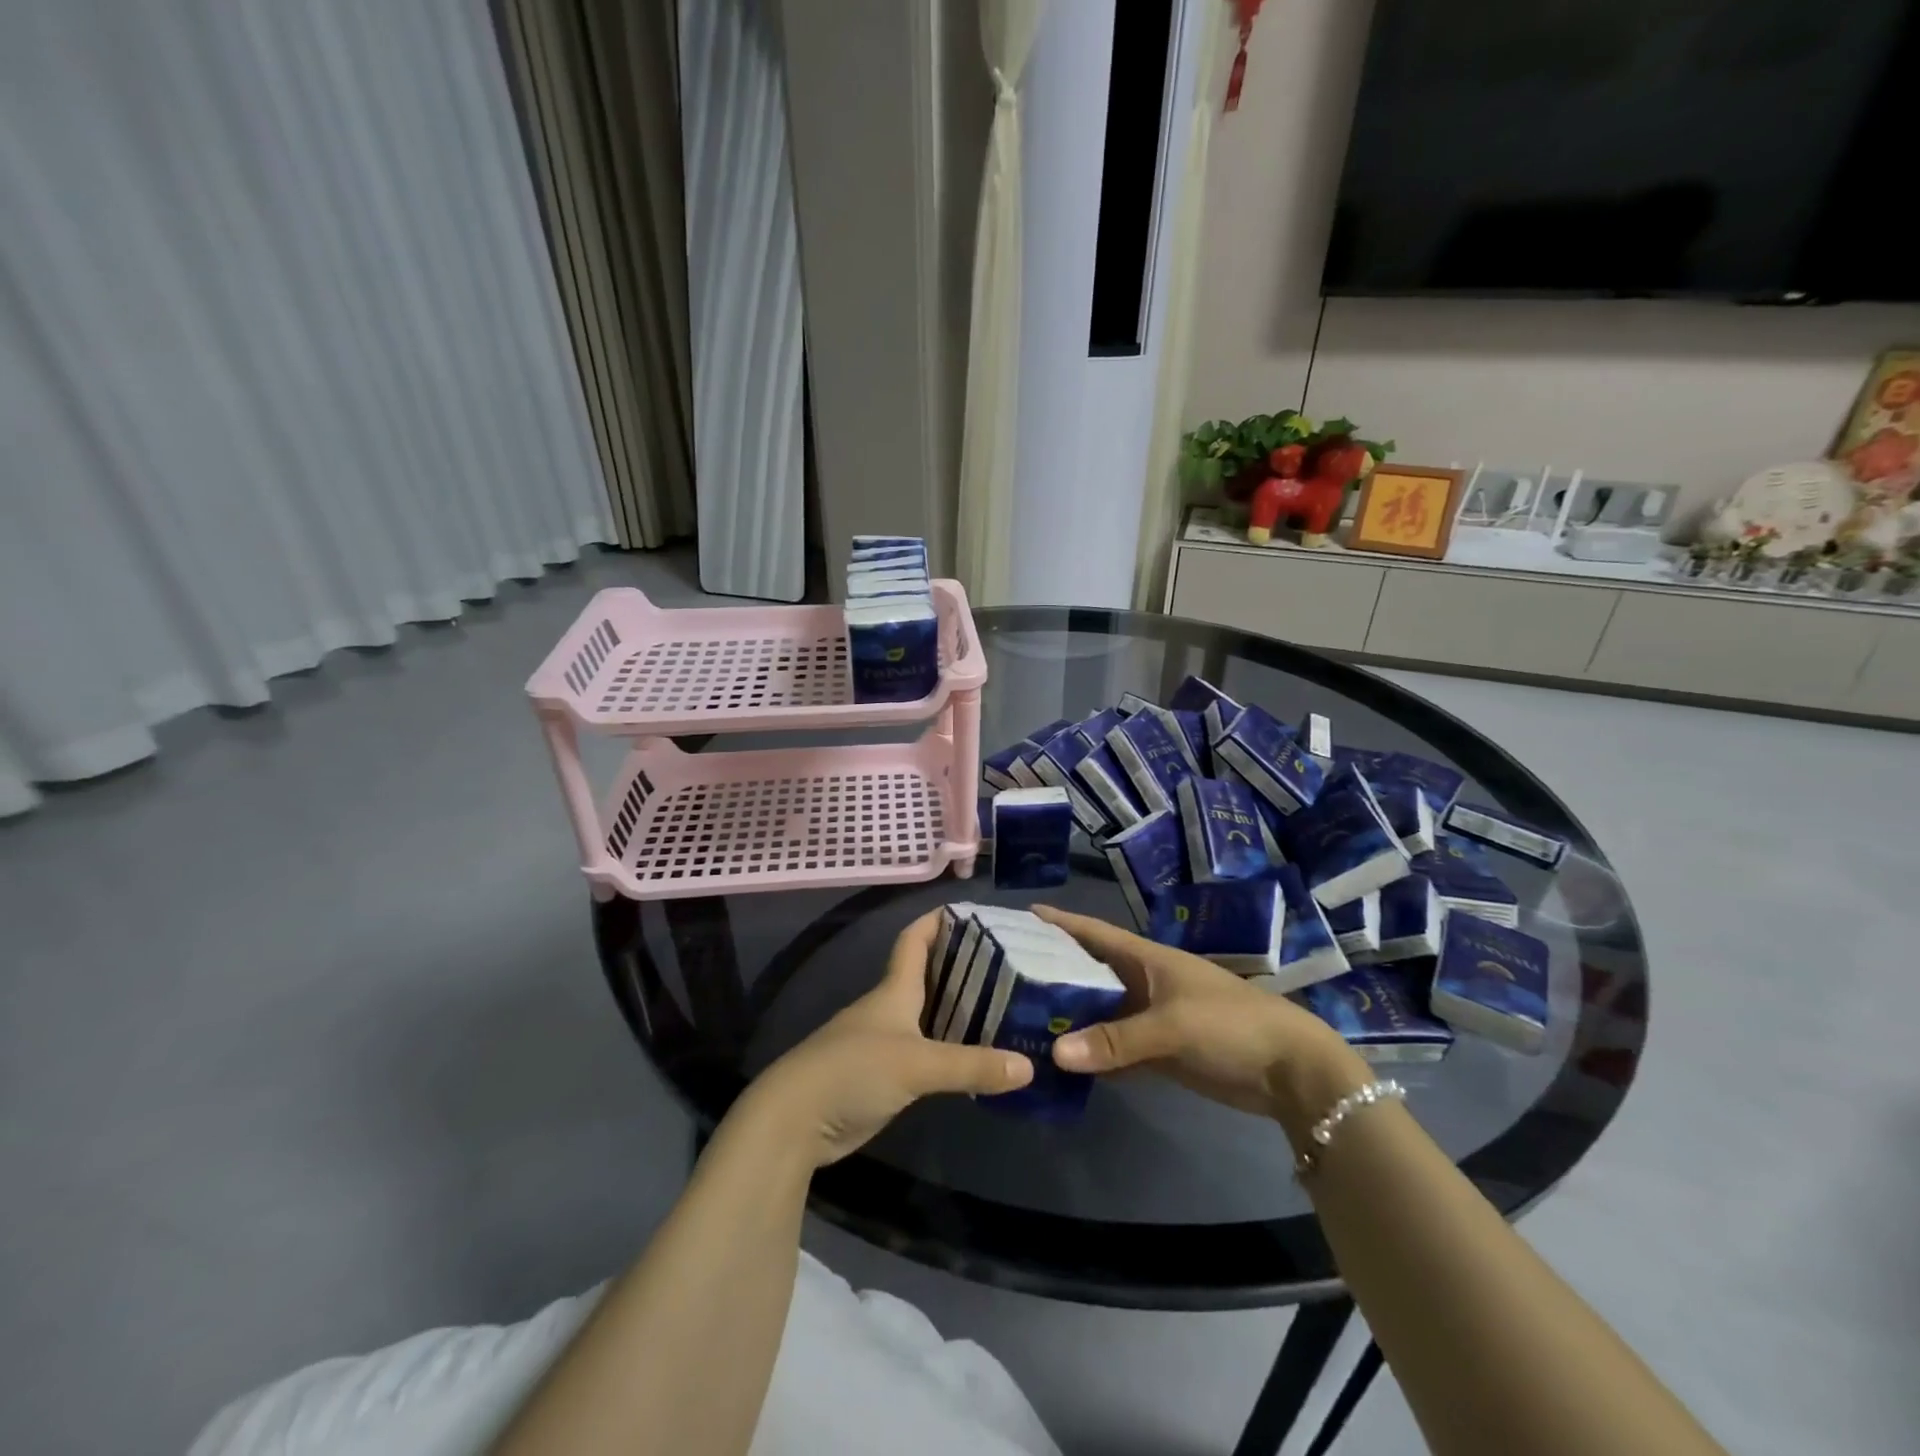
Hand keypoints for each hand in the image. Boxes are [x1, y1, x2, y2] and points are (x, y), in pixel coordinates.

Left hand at [732, 911, 1032, 1168]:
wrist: (795, 1121)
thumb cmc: (853, 1070)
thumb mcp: (917, 1064)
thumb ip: (971, 1065)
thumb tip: (1029, 1066)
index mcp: (894, 989)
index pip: (916, 938)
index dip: (939, 920)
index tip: (976, 912)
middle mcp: (890, 1008)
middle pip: (929, 975)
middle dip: (965, 966)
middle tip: (1011, 965)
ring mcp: (885, 1042)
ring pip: (930, 1015)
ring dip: (961, 1010)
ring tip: (1006, 1008)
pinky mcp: (884, 1075)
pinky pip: (926, 1051)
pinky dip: (950, 1048)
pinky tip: (977, 1057)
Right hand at [1033, 906, 1370, 1134]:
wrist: (1290, 1070)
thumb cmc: (1231, 1025)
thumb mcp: (1173, 1026)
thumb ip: (1116, 1039)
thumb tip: (1056, 1054)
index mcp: (1145, 959)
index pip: (1093, 933)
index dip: (1059, 923)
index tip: (1019, 915)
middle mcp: (1142, 982)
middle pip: (1088, 973)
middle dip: (1051, 973)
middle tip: (1002, 977)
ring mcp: (1150, 1018)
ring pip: (1098, 1013)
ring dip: (1068, 1018)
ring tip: (1019, 1021)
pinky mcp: (1158, 1052)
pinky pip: (1114, 1049)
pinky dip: (1091, 1055)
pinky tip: (1060, 1065)